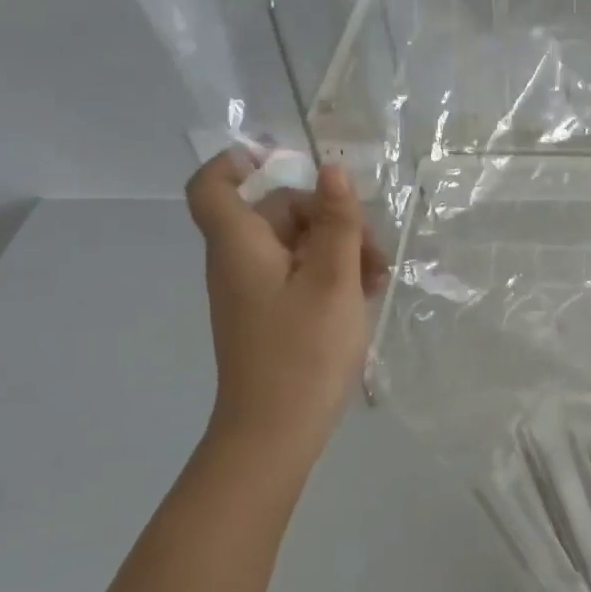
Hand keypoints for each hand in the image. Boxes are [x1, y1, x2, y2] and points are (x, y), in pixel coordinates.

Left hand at [185, 147, 389, 456]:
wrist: (276, 432)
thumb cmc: (303, 351)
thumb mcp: (333, 279)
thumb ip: (336, 221)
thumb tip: (332, 169)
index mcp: (241, 245)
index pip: (212, 187)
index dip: (236, 162)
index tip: (282, 159)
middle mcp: (239, 262)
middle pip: (276, 213)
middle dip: (328, 217)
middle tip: (372, 246)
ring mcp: (255, 291)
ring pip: (295, 245)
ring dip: (338, 248)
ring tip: (378, 276)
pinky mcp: (270, 315)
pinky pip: (297, 275)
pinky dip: (329, 274)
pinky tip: (366, 293)